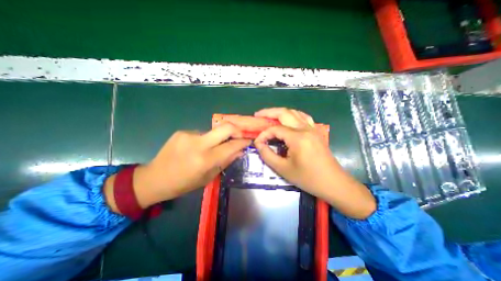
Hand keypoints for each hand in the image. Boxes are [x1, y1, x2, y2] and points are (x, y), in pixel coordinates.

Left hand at [105, 124, 250, 211]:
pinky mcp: (182, 131)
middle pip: (225, 127)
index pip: (231, 146)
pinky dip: (205, 140)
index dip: (243, 142)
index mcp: (205, 159)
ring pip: (213, 131)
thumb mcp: (208, 177)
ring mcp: (189, 135)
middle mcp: (198, 143)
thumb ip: (225, 162)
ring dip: (218, 138)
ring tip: (212, 148)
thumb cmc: (184, 183)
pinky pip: (201, 133)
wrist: (154, 178)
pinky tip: (197, 148)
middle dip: (237, 129)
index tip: (249, 140)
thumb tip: (239, 152)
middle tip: (239, 135)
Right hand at [255, 107, 375, 218]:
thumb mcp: (283, 169)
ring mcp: (312, 128)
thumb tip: (258, 144)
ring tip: (269, 115)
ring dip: (280, 112)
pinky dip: (292, 115)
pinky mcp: (315, 132)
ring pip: (294, 112)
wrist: (333, 183)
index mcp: (298, 138)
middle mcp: (305, 129)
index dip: (264, 134)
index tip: (257, 142)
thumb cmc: (308, 178)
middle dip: (269, 112)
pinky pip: (303, 117)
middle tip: (257, 115)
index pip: (275, 129)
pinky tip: (287, 119)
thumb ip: (267, 155)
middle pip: (284, 113)